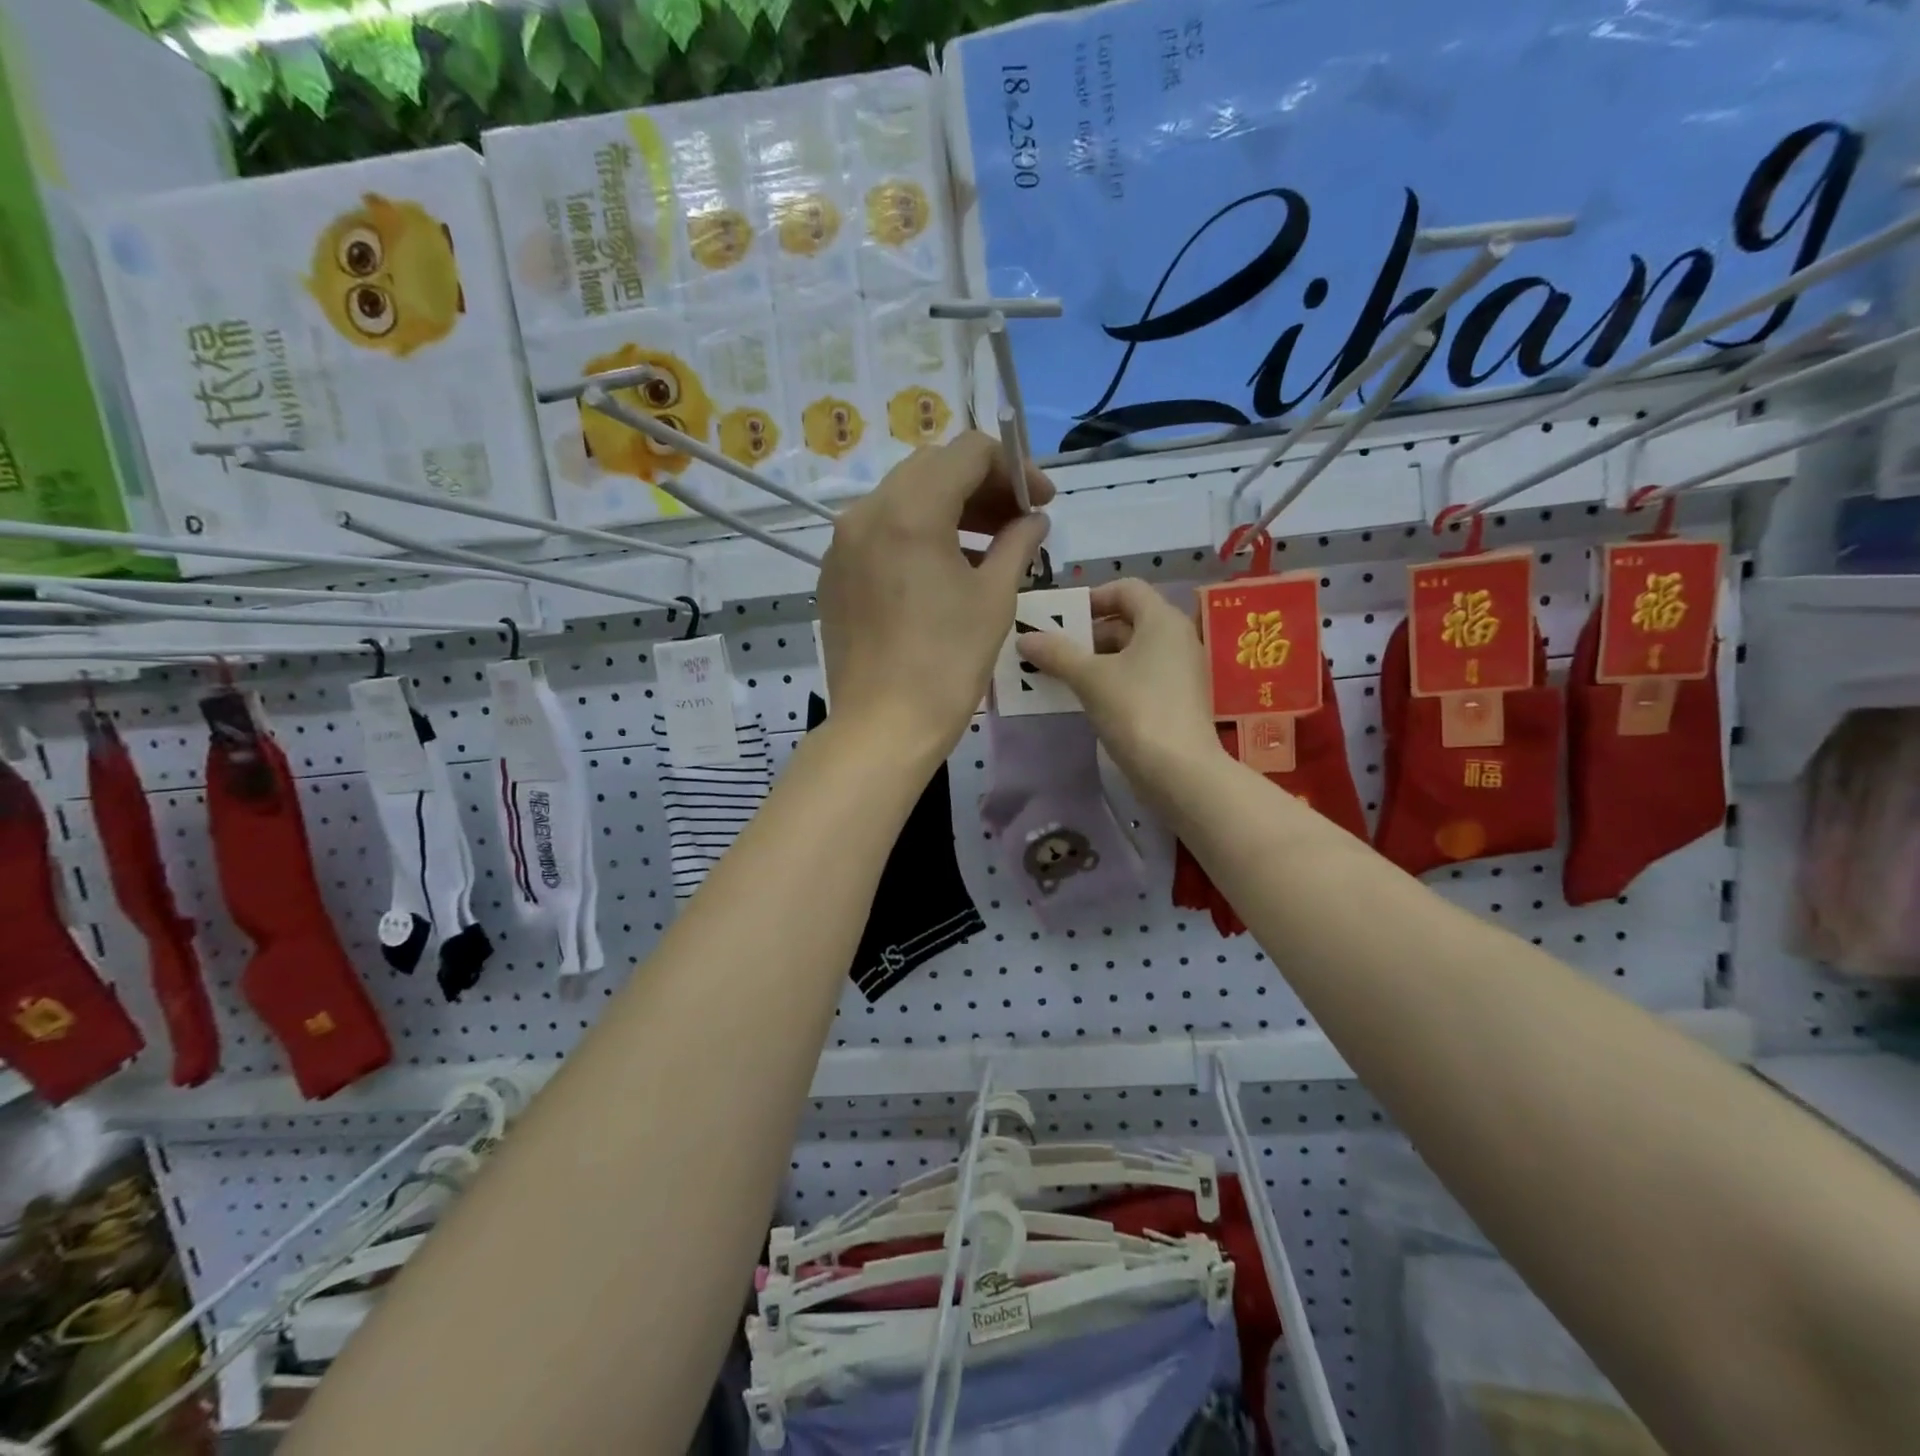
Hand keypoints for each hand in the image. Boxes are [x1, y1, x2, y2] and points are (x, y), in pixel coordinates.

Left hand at [818, 432, 1051, 766]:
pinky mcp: (835, 574)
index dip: (1015, 468)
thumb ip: (1018, 543)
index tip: (1042, 503)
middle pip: (933, 469)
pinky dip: (919, 535)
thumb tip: (1034, 520)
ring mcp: (843, 543)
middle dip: (984, 486)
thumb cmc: (948, 663)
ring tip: (991, 546)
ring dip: (952, 509)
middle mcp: (866, 512)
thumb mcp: (995, 598)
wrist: (883, 725)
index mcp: (909, 510)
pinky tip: (946, 569)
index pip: (969, 453)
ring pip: (904, 499)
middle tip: (1020, 521)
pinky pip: (881, 533)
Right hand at [1016, 578, 1222, 798]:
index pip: (1126, 589)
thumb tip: (1025, 639)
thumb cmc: (1136, 709)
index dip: (1092, 597)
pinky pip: (1138, 678)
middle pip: (1127, 621)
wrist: (1179, 771)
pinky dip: (1111, 681)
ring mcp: (1178, 672)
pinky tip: (1084, 699)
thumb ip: (1056, 653)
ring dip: (1095, 660)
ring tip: (1059, 675)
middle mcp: (1176, 639)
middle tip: (1051, 650)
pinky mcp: (1174, 701)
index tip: (1062, 619)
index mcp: (1162, 620)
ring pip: (1131, 653)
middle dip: (1087, 633)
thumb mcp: (1090, 678)